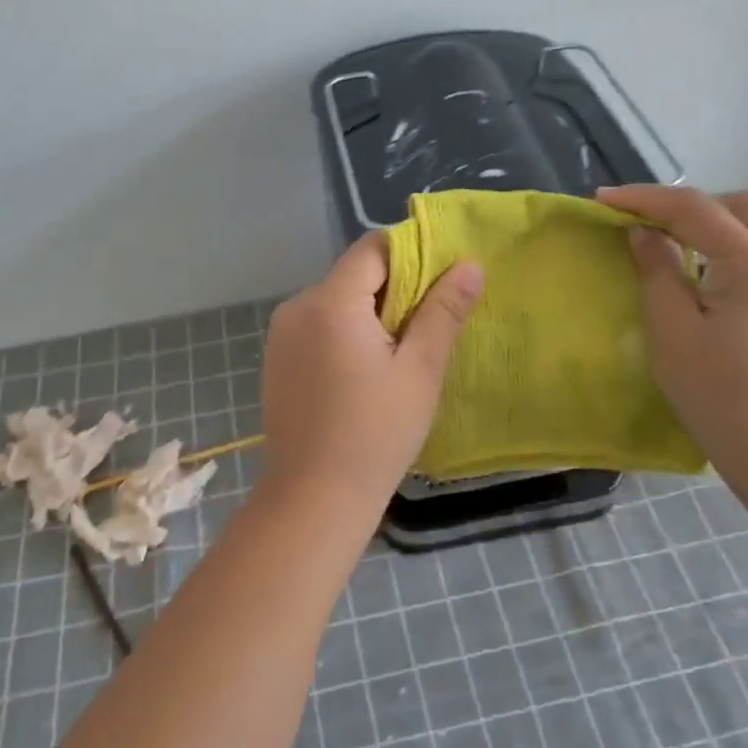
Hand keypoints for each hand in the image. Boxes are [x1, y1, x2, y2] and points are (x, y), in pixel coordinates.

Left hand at [261, 234, 483, 509]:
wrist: (314, 499)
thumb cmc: (376, 434)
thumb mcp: (420, 371)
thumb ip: (443, 311)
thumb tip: (470, 265)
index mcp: (331, 301)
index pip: (374, 248)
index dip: (413, 255)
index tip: (444, 282)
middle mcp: (298, 306)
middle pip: (354, 274)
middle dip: (395, 289)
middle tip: (431, 324)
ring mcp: (282, 334)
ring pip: (337, 301)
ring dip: (371, 313)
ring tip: (402, 353)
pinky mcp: (277, 359)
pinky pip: (319, 326)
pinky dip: (346, 333)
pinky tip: (365, 373)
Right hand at [597, 184, 747, 469]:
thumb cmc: (721, 394)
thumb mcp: (672, 332)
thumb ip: (657, 272)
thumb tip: (645, 234)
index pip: (695, 209)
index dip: (644, 198)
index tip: (604, 200)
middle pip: (742, 205)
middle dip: (693, 206)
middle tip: (653, 229)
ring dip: (719, 229)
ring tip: (681, 257)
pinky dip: (739, 255)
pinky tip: (716, 290)